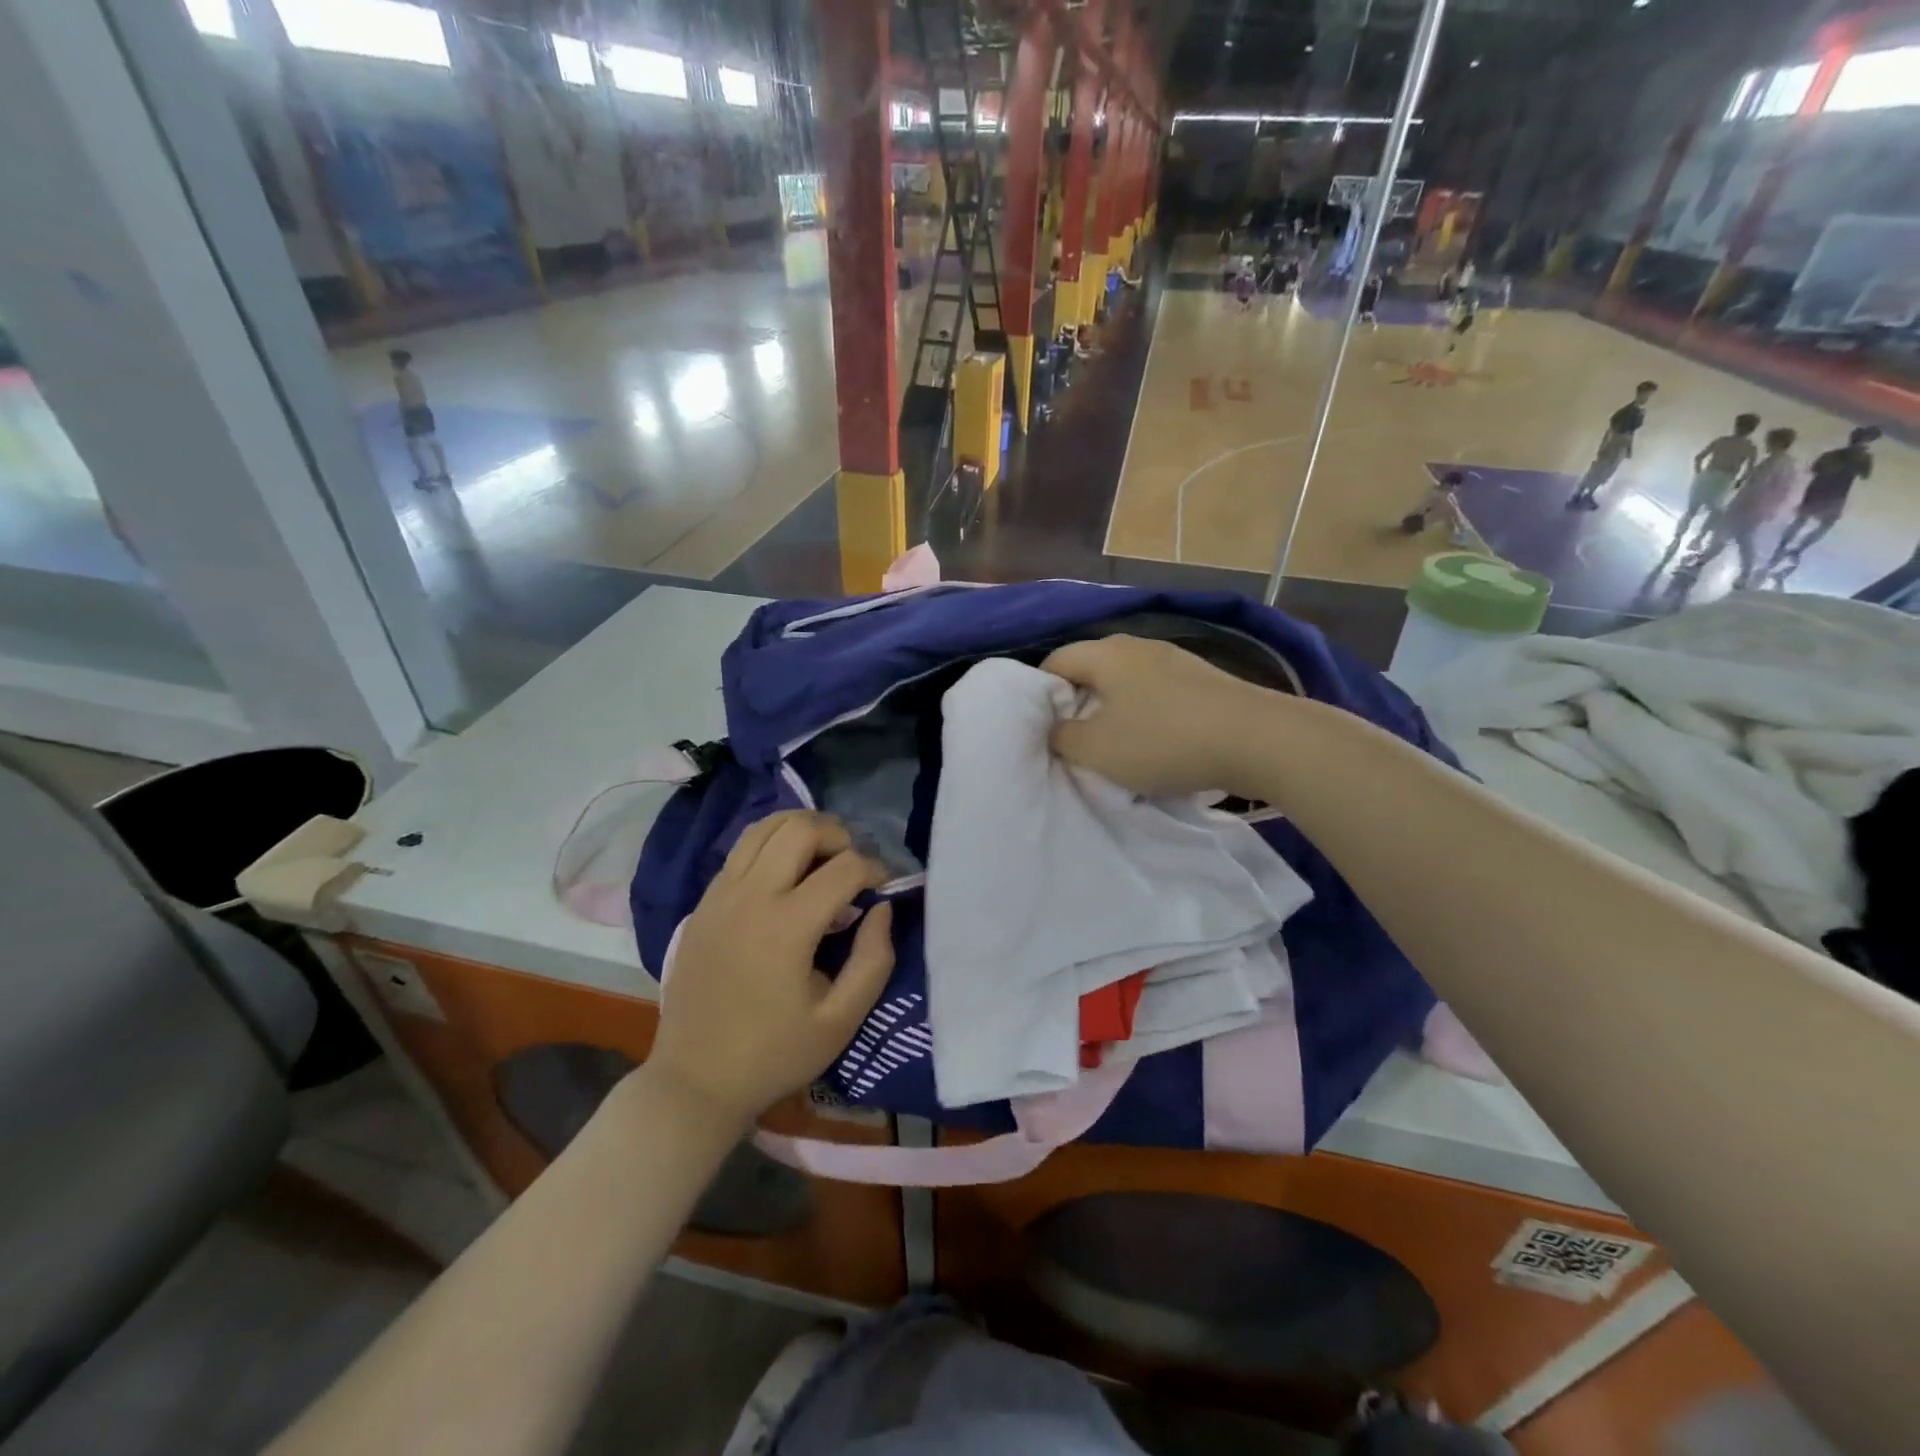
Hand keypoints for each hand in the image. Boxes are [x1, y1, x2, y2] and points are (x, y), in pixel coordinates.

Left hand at [647, 812, 893, 1127]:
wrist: (695, 1081)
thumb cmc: (774, 1055)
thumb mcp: (841, 1020)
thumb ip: (874, 960)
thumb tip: (882, 907)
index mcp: (786, 927)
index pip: (844, 867)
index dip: (875, 868)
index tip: (884, 888)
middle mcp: (749, 897)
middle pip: (800, 827)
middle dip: (838, 835)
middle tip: (852, 866)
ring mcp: (719, 896)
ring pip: (764, 827)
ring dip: (801, 831)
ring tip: (821, 860)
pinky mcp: (702, 904)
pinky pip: (741, 852)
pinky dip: (771, 848)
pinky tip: (786, 881)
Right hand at [1043, 635, 1271, 797]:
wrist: (1257, 739)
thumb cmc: (1164, 740)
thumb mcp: (1097, 750)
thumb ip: (1062, 738)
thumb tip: (1054, 728)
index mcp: (1107, 653)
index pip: (1056, 660)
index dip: (1039, 694)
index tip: (1041, 728)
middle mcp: (1139, 646)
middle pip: (1092, 669)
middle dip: (1077, 702)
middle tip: (1073, 739)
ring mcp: (1176, 660)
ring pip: (1126, 681)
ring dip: (1113, 710)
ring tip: (1114, 745)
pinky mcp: (1203, 680)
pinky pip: (1157, 692)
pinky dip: (1145, 713)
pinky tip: (1155, 741)